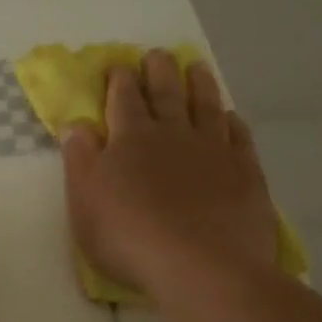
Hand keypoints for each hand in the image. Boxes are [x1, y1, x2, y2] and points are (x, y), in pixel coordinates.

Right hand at [62, 52, 275, 295]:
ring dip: (200, 84)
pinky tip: (231, 117)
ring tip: (197, 67)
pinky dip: (233, 122)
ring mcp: (214, 151)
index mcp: (131, 139)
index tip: (118, 66)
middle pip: (166, 93)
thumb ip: (80, 160)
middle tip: (158, 55)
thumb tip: (76, 125)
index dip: (119, 80)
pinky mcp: (245, 172)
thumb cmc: (130, 236)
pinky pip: (239, 137)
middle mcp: (173, 134)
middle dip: (159, 71)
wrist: (201, 266)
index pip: (123, 99)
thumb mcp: (85, 202)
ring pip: (205, 106)